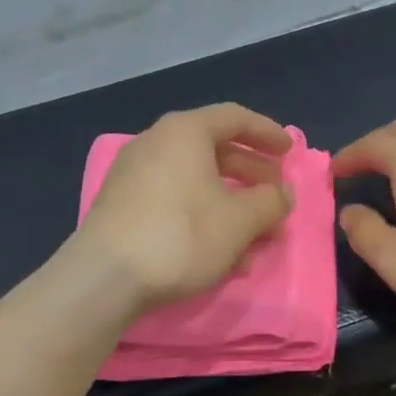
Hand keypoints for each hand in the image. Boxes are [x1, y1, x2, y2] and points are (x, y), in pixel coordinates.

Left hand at [73, 103, 294, 312]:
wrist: (105, 277)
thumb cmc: (182, 235)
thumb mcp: (239, 221)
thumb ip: (270, 202)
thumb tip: (282, 193)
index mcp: (185, 132)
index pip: (235, 118)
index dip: (268, 133)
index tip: (290, 153)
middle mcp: (156, 143)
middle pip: (215, 151)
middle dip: (251, 177)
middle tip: (275, 198)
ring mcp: (134, 175)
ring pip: (196, 183)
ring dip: (230, 206)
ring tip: (254, 239)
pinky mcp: (122, 206)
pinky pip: (174, 201)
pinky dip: (202, 218)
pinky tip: (220, 256)